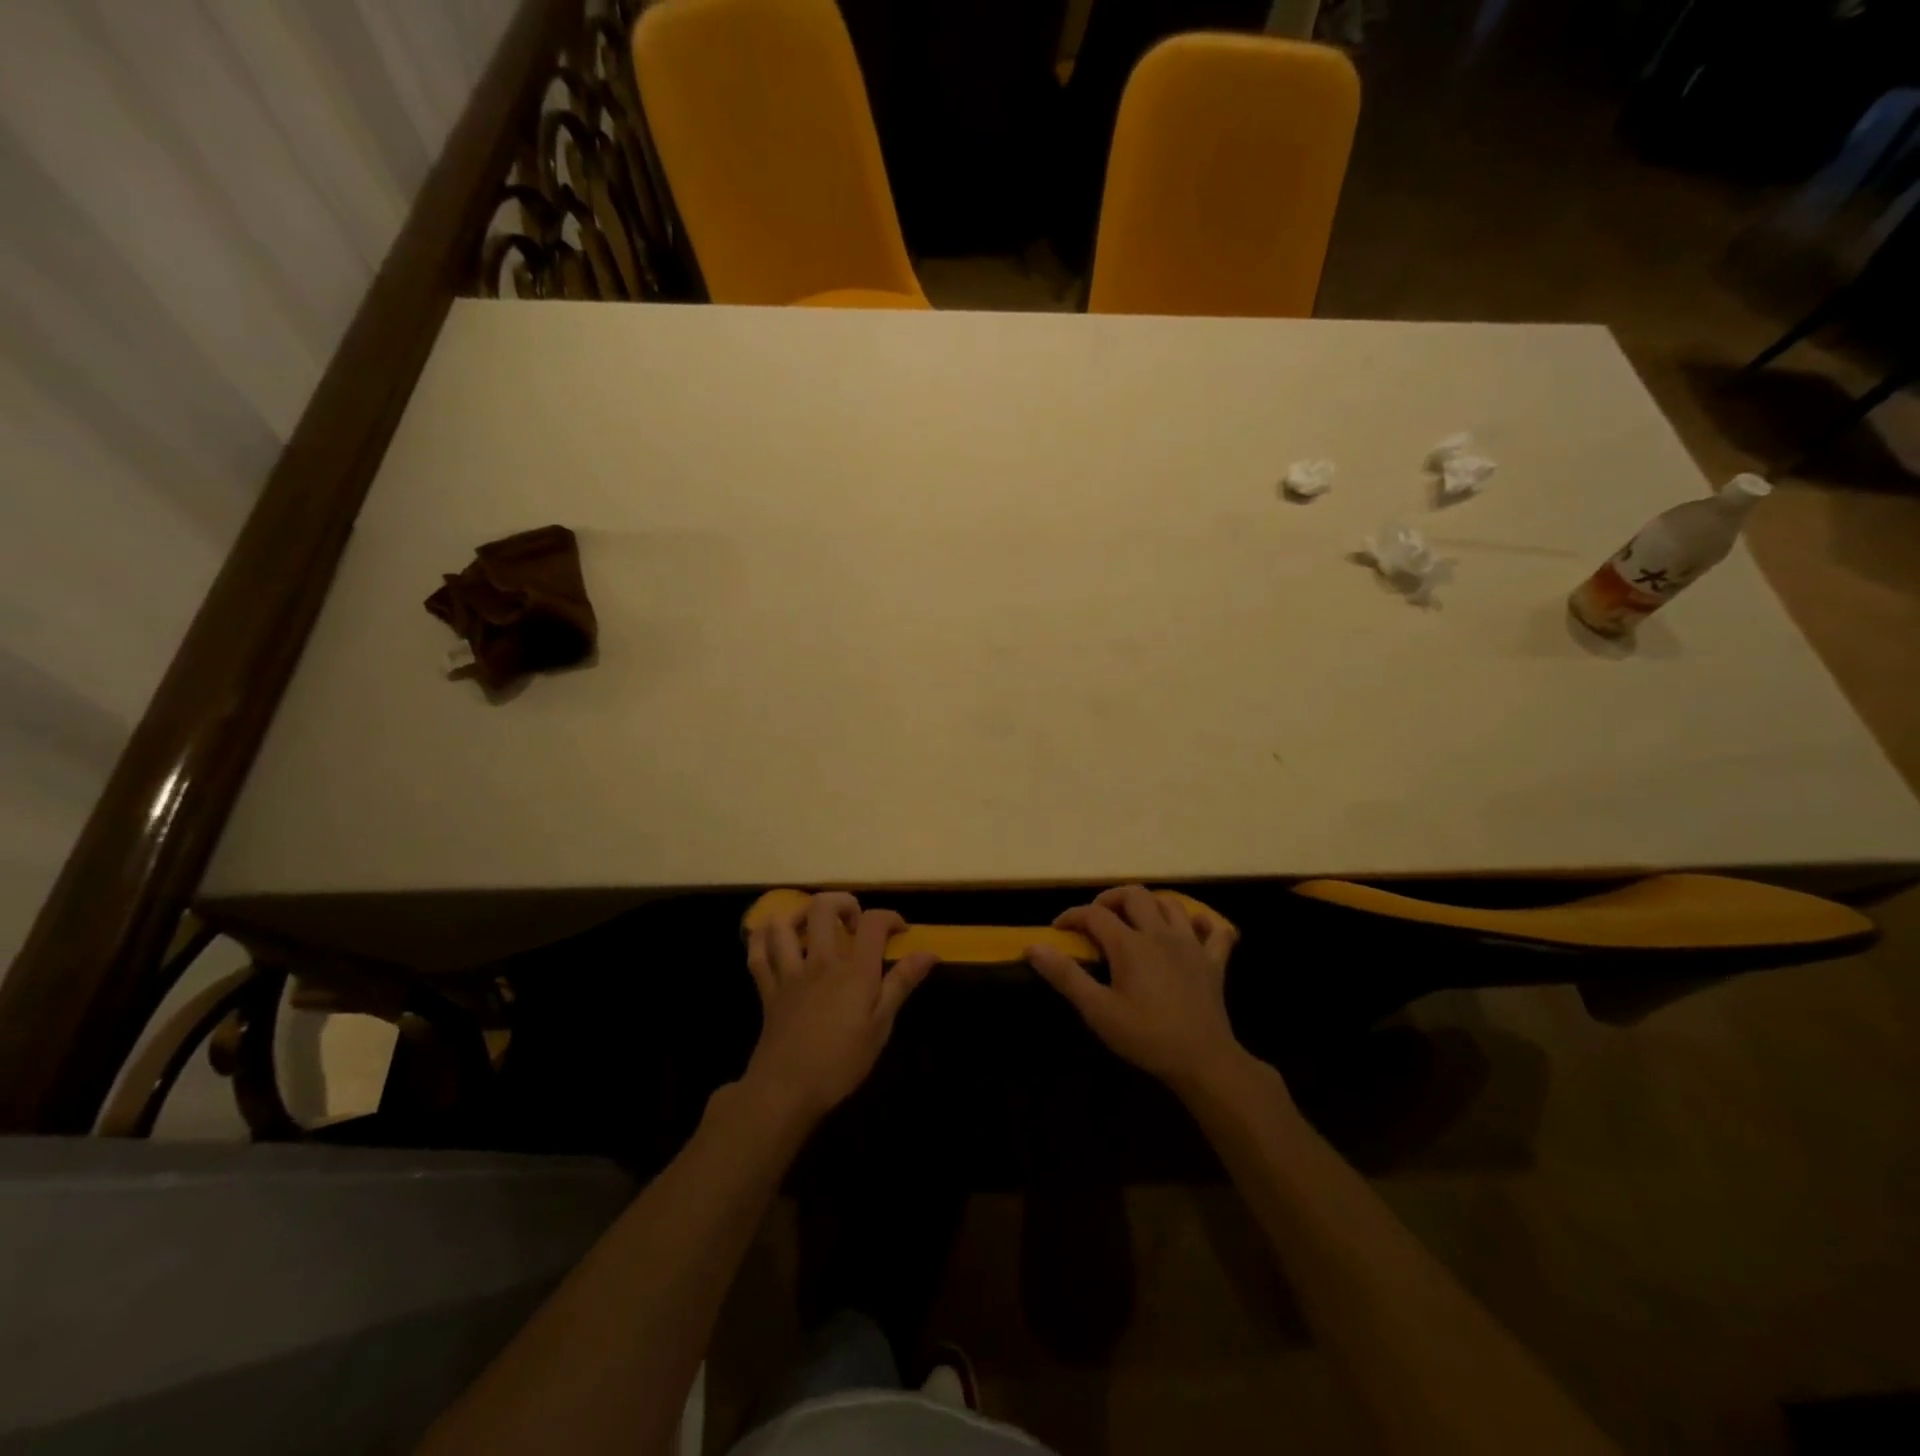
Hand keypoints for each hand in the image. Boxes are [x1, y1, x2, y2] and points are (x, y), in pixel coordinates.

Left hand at [742, 892, 937, 1123]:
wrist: (786, 1090)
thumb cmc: (841, 1062)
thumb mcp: (881, 1026)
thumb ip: (902, 983)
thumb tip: (929, 953)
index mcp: (854, 970)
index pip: (874, 922)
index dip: (890, 917)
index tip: (900, 931)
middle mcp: (821, 962)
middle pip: (824, 908)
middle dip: (843, 903)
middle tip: (854, 922)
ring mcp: (789, 973)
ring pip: (784, 925)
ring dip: (798, 914)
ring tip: (813, 924)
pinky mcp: (768, 990)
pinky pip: (757, 955)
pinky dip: (761, 939)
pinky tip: (772, 938)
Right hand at [1027, 886, 1242, 1090]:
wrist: (1203, 1060)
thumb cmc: (1146, 1036)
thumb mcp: (1098, 1010)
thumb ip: (1066, 976)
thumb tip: (1033, 947)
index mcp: (1130, 944)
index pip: (1095, 914)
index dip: (1073, 916)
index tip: (1058, 929)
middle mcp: (1160, 933)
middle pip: (1135, 895)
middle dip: (1111, 899)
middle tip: (1097, 918)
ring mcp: (1191, 945)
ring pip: (1172, 904)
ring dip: (1151, 905)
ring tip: (1136, 921)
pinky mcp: (1214, 962)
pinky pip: (1216, 931)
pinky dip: (1203, 924)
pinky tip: (1192, 931)